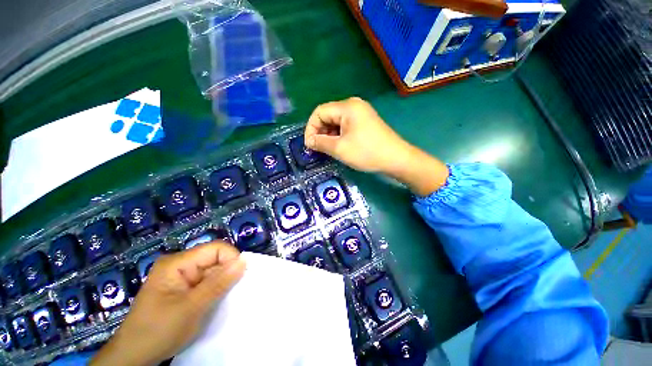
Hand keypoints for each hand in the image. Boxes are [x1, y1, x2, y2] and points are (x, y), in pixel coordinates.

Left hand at [91, 242, 245, 365]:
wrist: (135, 356)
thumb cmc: (159, 331)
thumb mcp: (192, 308)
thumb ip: (219, 283)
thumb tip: (244, 261)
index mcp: (177, 263)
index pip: (216, 249)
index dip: (231, 259)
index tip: (239, 278)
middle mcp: (180, 264)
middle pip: (215, 258)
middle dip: (226, 273)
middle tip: (231, 292)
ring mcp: (181, 276)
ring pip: (212, 270)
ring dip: (221, 283)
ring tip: (223, 298)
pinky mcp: (183, 287)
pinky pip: (206, 281)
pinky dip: (214, 290)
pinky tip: (214, 301)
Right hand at [305, 97, 448, 195]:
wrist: (396, 159)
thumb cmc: (366, 152)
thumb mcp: (339, 149)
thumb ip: (320, 143)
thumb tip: (309, 141)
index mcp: (347, 107)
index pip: (319, 112)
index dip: (311, 128)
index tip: (309, 145)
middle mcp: (353, 105)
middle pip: (328, 116)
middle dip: (320, 132)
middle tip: (318, 149)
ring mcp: (361, 113)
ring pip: (336, 122)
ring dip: (329, 135)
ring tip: (328, 149)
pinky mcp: (365, 122)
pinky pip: (345, 126)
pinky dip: (338, 136)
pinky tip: (339, 146)